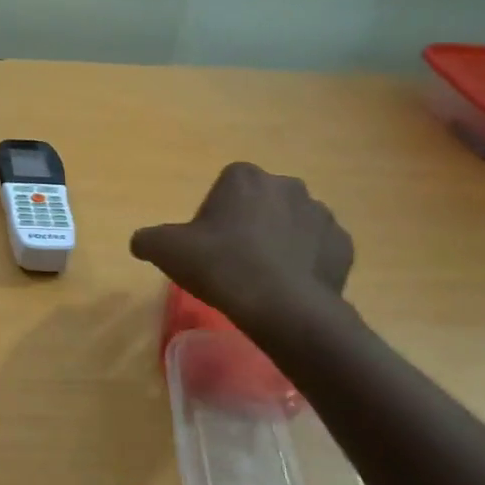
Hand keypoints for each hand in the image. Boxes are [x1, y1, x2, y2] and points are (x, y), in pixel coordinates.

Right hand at [129, 163, 353, 335]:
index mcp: (245, 178)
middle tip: (231, 259)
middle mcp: (287, 185)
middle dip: (249, 224)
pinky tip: (287, 285)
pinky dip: (305, 263)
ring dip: (279, 242)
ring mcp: (322, 215)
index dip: (213, 214)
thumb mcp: (165, 250)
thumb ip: (147, 239)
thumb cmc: (220, 266)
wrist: (280, 306)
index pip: (225, 186)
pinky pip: (318, 250)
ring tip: (261, 277)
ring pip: (292, 225)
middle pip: (260, 202)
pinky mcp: (343, 245)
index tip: (206, 243)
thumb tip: (141, 241)